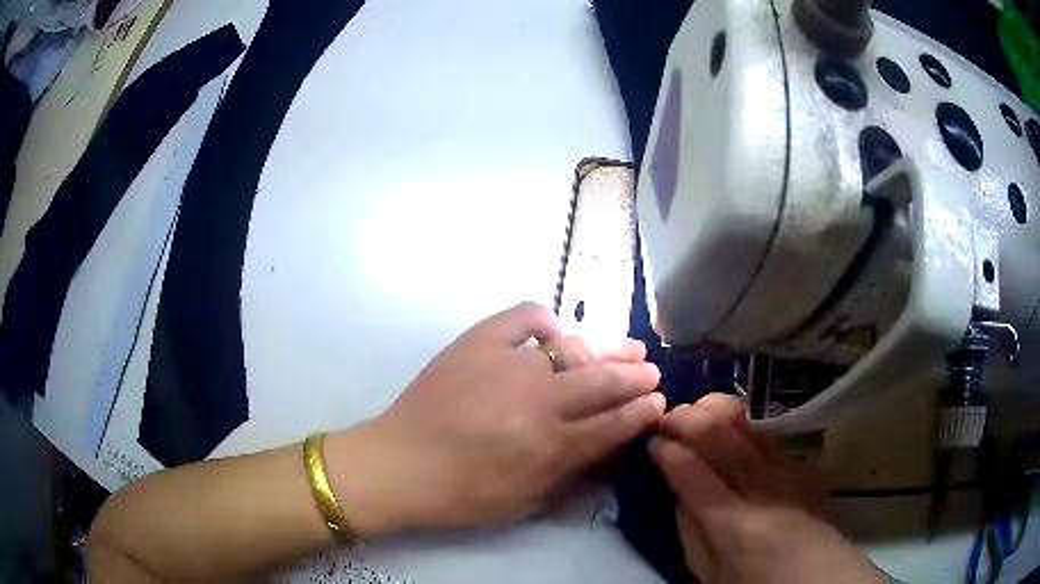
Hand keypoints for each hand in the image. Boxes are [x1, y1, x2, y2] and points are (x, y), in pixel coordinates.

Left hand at [328, 302, 663, 536]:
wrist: (400, 464)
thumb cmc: (462, 495)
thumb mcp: (526, 501)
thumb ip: (571, 472)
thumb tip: (607, 445)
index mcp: (551, 446)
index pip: (615, 423)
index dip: (642, 412)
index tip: (659, 402)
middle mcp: (539, 400)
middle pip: (604, 382)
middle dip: (636, 377)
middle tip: (651, 372)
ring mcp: (508, 364)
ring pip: (574, 349)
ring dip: (606, 349)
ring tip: (626, 347)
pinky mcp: (478, 342)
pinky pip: (523, 317)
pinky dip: (543, 320)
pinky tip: (553, 331)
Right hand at [651, 394, 888, 583]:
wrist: (817, 578)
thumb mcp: (710, 574)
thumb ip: (691, 534)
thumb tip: (679, 495)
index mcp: (732, 524)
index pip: (692, 473)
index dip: (668, 452)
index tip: (652, 443)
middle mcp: (761, 488)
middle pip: (720, 438)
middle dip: (687, 419)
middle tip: (666, 417)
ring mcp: (787, 472)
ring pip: (748, 427)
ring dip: (717, 411)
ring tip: (696, 407)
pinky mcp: (803, 467)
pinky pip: (771, 436)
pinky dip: (746, 424)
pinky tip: (734, 422)